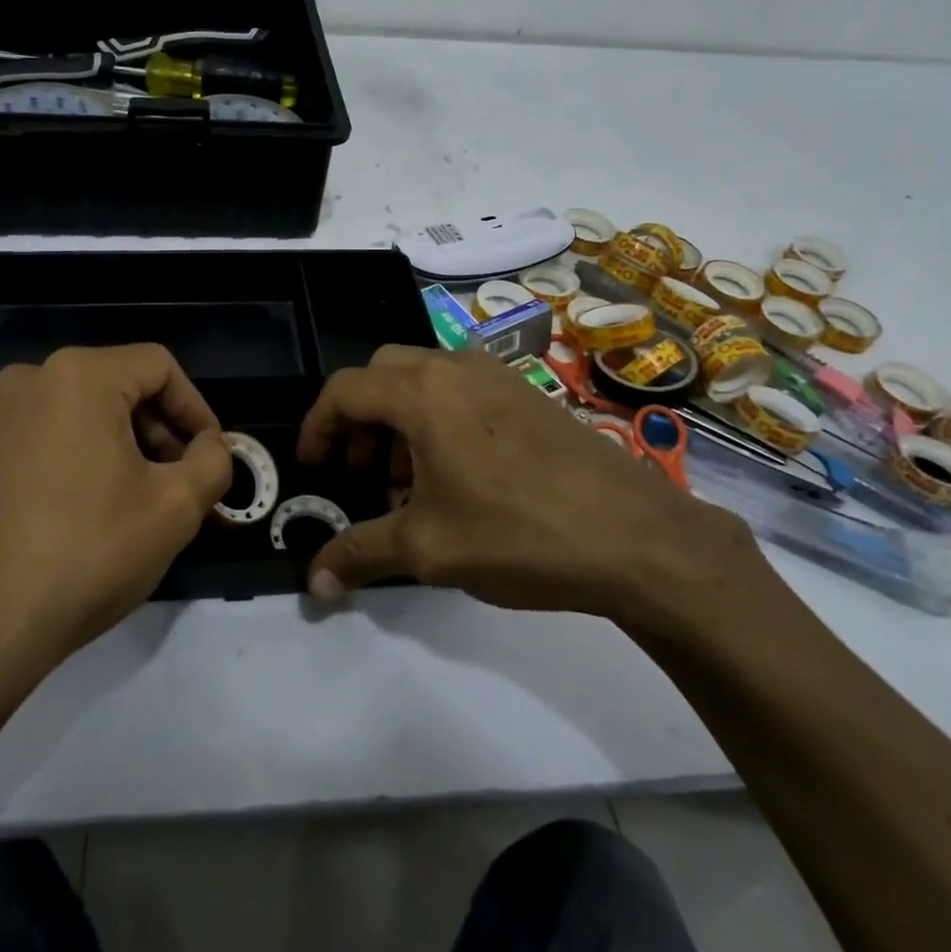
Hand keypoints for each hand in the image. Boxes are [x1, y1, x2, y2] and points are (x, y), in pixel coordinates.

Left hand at [0, 345, 231, 696]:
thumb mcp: (176, 507)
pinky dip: (83, 459)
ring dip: (125, 448)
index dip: (197, 408)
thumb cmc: (88, 553)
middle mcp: (29, 380)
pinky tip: (95, 512)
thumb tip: (212, 447)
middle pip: (119, 386)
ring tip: (144, 502)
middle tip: (184, 483)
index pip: (159, 366)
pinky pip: (48, 437)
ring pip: (83, 413)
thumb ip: (213, 462)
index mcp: (77, 375)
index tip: (211, 456)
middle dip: (161, 432)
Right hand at [298, 347, 771, 633]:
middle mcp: (455, 367)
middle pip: (381, 374)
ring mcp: (497, 376)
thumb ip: (360, 554)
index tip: (313, 468)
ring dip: (399, 418)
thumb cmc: (518, 534)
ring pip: (423, 378)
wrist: (638, 537)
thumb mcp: (428, 549)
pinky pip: (461, 389)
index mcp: (422, 392)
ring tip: (406, 479)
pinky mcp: (528, 394)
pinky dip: (437, 417)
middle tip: (360, 471)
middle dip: (358, 419)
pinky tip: (456, 474)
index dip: (317, 426)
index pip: (344, 390)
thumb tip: (313, 583)